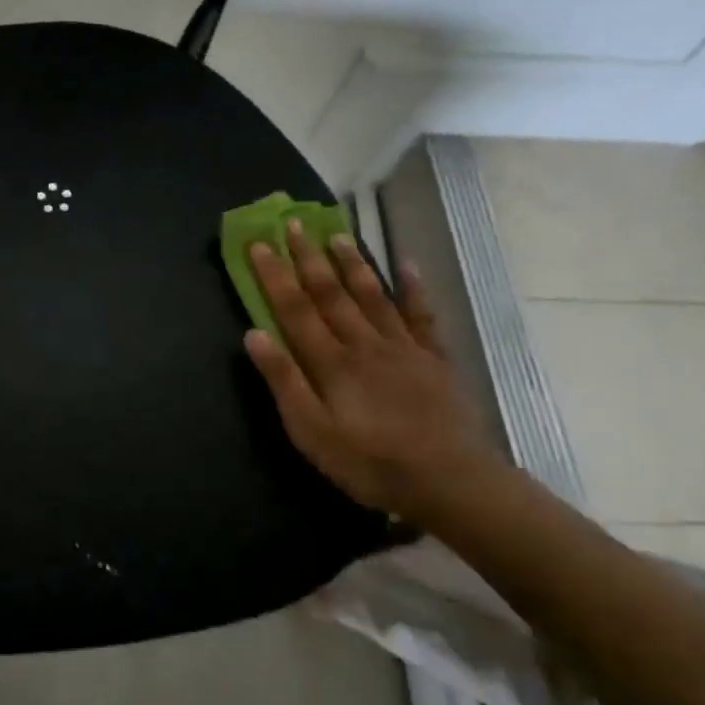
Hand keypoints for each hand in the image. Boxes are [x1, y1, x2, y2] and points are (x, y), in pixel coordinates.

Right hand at [243, 224, 495, 519]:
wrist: (450, 481)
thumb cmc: (370, 462)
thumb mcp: (311, 433)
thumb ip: (284, 382)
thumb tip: (253, 334)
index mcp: (330, 361)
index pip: (294, 308)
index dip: (274, 275)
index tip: (259, 243)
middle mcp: (363, 343)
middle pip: (330, 293)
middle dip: (308, 257)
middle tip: (294, 224)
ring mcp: (402, 347)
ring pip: (372, 295)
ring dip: (352, 263)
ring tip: (338, 234)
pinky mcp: (433, 358)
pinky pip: (421, 314)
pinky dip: (413, 287)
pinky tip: (407, 265)